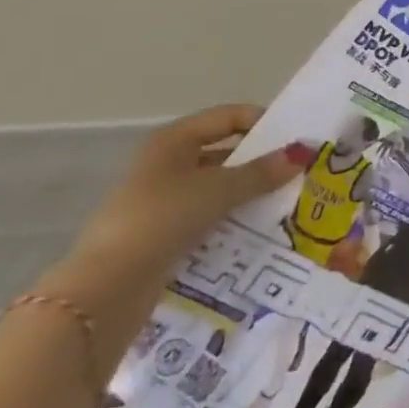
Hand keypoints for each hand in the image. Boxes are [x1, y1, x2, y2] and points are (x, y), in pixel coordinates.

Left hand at [63, 105, 299, 288]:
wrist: (106, 290)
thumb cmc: (161, 220)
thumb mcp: (217, 191)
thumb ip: (260, 173)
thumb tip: (301, 153)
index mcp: (173, 140)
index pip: (228, 117)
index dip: (263, 123)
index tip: (296, 140)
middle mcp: (165, 164)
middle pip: (224, 153)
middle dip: (260, 163)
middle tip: (298, 174)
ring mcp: (161, 200)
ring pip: (216, 188)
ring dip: (248, 194)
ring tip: (286, 203)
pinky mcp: (162, 234)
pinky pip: (207, 217)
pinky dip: (231, 219)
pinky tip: (257, 230)